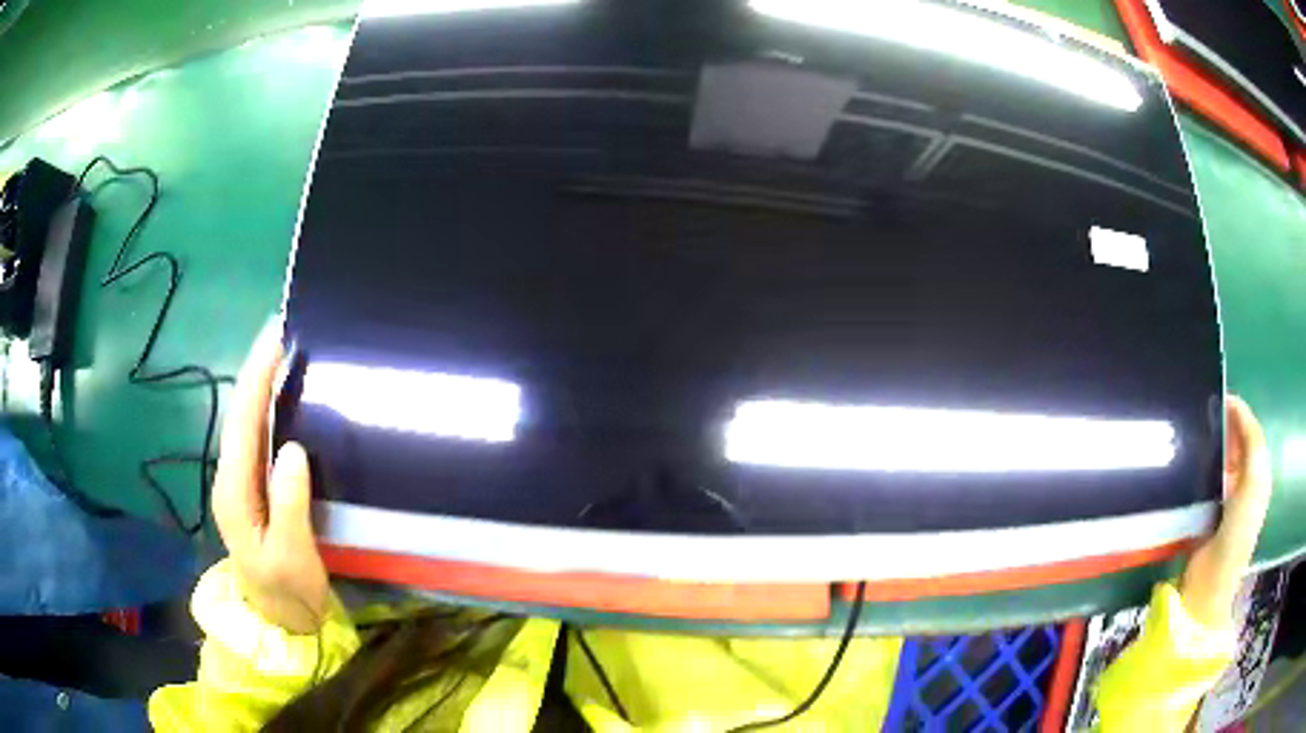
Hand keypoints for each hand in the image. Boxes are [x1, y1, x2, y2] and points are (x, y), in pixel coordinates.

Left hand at [212, 319, 328, 633]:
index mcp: (235, 493)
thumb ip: (289, 505)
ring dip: (261, 388)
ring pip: (247, 426)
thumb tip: (292, 448)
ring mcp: (240, 486)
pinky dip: (267, 412)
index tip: (274, 340)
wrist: (282, 623)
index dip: (256, 380)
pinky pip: (257, 440)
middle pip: (241, 417)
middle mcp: (231, 481)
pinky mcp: (253, 492)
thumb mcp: (292, 557)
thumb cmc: (288, 593)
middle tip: (280, 334)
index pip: (243, 424)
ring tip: (281, 355)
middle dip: (256, 373)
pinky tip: (280, 400)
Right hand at [1180, 395, 1272, 628]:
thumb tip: (1236, 407)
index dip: (1240, 413)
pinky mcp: (1207, 514)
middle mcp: (1245, 485)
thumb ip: (1251, 445)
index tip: (1219, 398)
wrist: (1209, 586)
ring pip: (1221, 462)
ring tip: (1194, 435)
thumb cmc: (1236, 535)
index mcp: (1258, 477)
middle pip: (1237, 446)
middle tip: (1204, 415)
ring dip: (1212, 447)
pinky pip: (1207, 480)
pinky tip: (1190, 465)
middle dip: (1225, 428)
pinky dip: (1201, 468)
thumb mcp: (1251, 486)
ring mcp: (1226, 501)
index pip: (1252, 434)